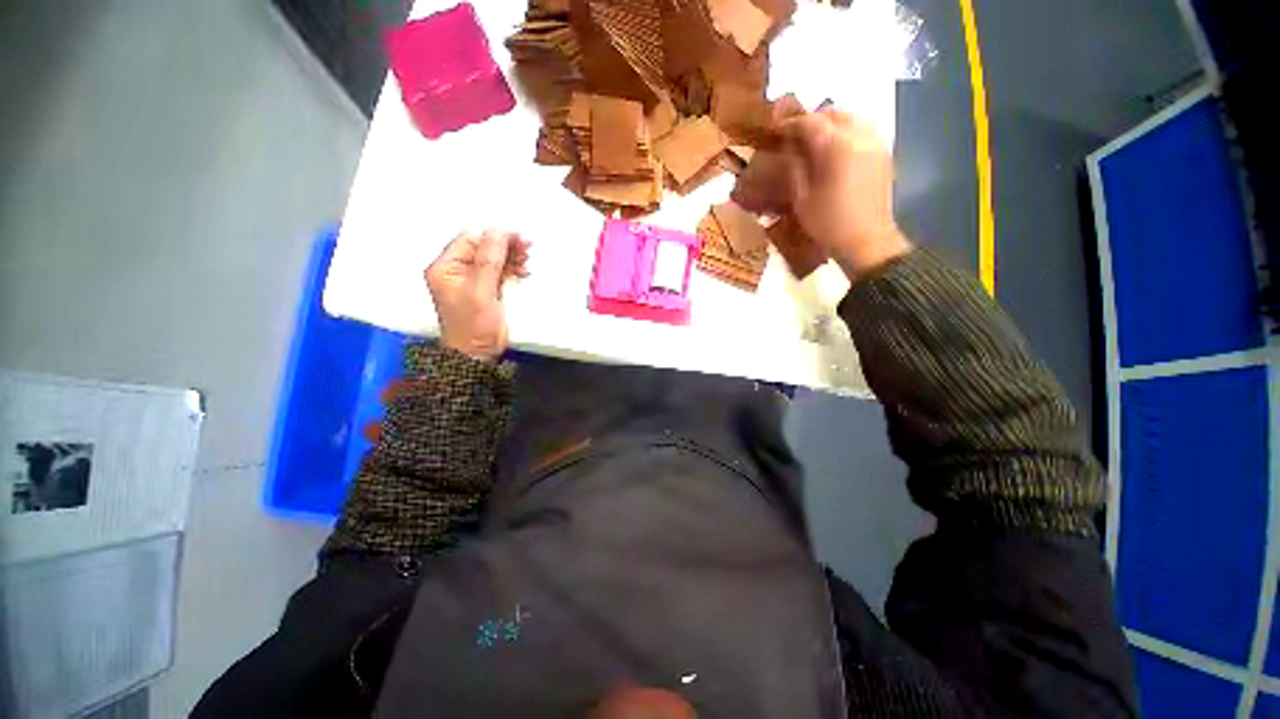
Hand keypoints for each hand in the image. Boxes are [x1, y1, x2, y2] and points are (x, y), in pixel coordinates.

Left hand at [425, 229, 529, 360]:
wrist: (479, 355)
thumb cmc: (473, 326)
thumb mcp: (481, 291)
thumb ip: (489, 260)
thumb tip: (498, 231)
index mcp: (446, 268)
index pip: (470, 240)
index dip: (494, 237)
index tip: (518, 238)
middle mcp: (457, 271)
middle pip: (483, 248)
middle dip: (505, 247)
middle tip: (527, 247)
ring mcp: (473, 281)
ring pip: (493, 259)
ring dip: (511, 258)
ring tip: (527, 261)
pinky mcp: (486, 290)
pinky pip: (499, 272)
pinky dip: (512, 270)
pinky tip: (524, 271)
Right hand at [732, 108, 911, 278]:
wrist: (867, 240)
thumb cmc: (828, 224)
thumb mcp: (802, 199)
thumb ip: (795, 168)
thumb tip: (790, 151)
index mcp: (837, 147)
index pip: (811, 122)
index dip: (790, 124)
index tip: (775, 131)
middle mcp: (860, 136)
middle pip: (834, 113)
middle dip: (812, 120)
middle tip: (794, 135)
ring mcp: (875, 143)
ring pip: (851, 118)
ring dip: (830, 124)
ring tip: (814, 141)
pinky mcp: (884, 153)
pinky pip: (863, 131)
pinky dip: (846, 133)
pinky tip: (834, 150)